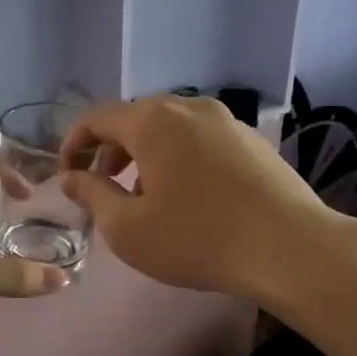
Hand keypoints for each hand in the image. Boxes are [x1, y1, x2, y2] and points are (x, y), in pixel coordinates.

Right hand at [59, 96, 335, 302]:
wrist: (289, 248)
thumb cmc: (197, 239)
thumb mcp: (128, 229)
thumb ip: (93, 196)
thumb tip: (72, 177)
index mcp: (153, 121)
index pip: (98, 117)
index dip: (74, 143)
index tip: (67, 175)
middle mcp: (190, 108)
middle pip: (136, 118)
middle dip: (110, 150)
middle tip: (103, 186)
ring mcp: (227, 121)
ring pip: (171, 128)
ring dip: (146, 154)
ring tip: (144, 194)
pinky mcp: (253, 141)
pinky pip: (201, 140)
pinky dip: (180, 158)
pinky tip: (189, 196)